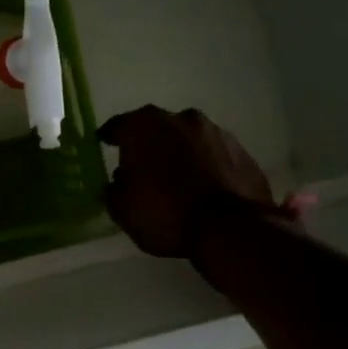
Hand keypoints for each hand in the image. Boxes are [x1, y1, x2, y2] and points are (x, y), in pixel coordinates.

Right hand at [97, 106, 289, 259]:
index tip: (105, 147)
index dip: (110, 138)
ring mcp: (216, 132)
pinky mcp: (242, 152)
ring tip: (176, 180)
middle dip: (148, 144)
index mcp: (144, 126)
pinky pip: (213, 155)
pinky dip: (205, 166)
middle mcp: (181, 119)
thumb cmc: (166, 213)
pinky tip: (202, 188)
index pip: (117, 126)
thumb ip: (113, 190)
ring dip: (180, 153)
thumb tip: (117, 184)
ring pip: (187, 139)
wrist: (231, 229)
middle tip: (142, 167)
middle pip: (156, 128)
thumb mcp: (123, 210)